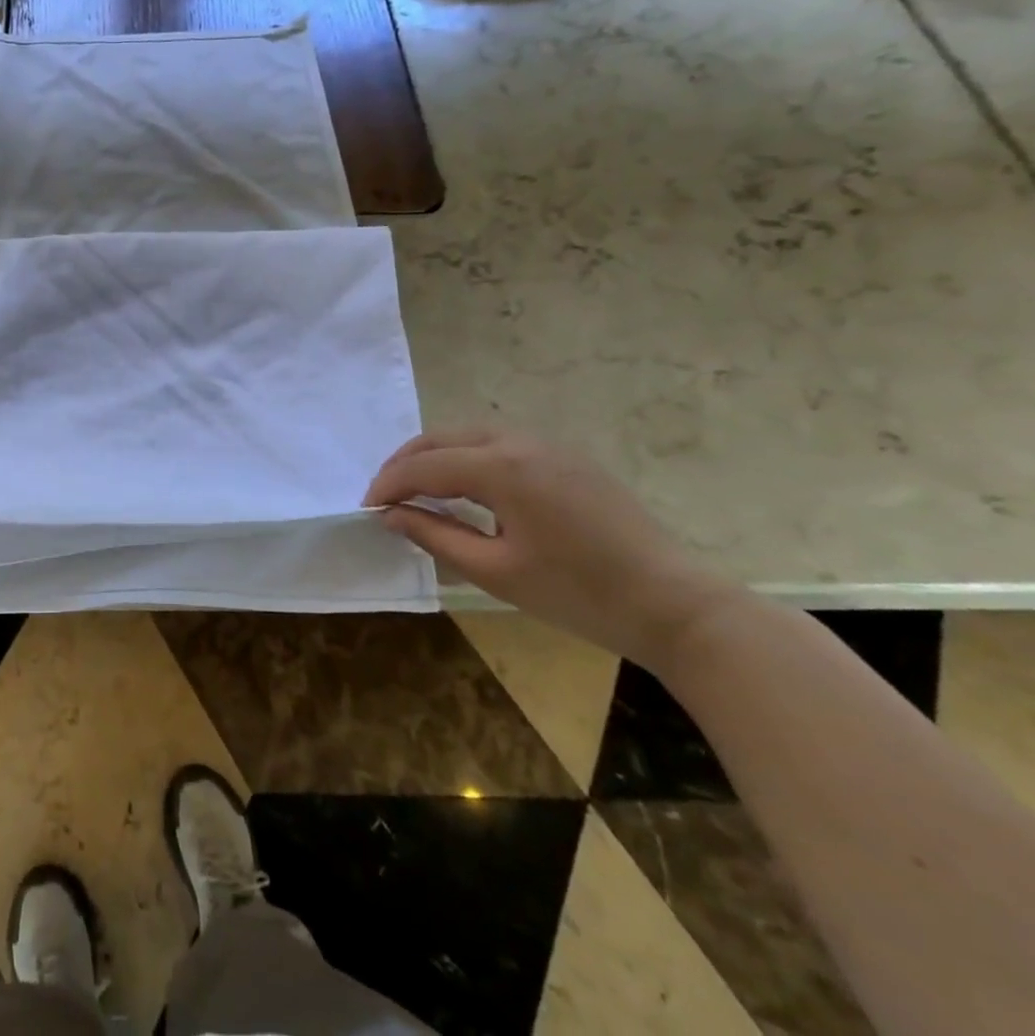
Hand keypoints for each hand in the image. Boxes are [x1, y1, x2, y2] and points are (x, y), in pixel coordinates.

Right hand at [365, 428, 736, 668]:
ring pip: (470, 435)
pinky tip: (464, 485)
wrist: (676, 606)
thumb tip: (390, 515)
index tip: (366, 508)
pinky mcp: (567, 457)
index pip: (425, 466)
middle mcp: (520, 442)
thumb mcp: (495, 571)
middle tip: (384, 495)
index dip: (389, 484)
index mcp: (501, 468)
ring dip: (435, 456)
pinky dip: (467, 456)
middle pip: (442, 439)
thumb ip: (434, 536)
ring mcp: (548, 445)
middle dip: (406, 463)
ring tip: (417, 489)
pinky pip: (499, 443)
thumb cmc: (579, 594)